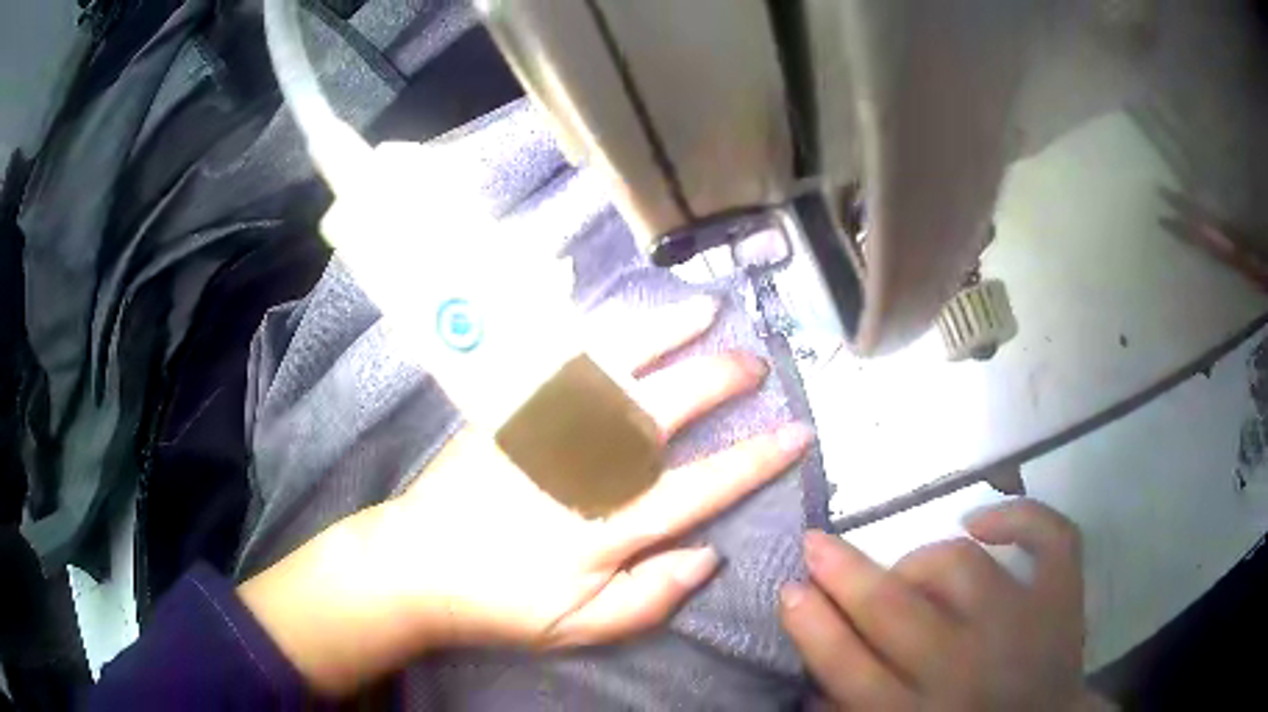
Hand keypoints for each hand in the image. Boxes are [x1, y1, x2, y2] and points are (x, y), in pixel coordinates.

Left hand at [240, 297, 812, 695]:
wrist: (416, 566)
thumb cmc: (501, 602)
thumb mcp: (579, 628)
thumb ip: (649, 598)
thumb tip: (708, 554)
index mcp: (602, 529)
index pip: (697, 488)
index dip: (754, 459)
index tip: (794, 432)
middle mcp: (576, 472)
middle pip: (661, 414)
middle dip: (717, 383)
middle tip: (755, 363)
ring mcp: (537, 432)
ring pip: (610, 373)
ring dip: (662, 338)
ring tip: (703, 312)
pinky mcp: (505, 412)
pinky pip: (552, 363)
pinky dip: (590, 331)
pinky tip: (618, 314)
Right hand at [781, 500, 1105, 710]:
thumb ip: (852, 709)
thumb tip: (811, 679)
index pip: (847, 665)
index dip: (812, 623)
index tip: (789, 588)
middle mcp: (965, 667)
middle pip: (893, 611)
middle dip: (844, 573)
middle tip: (816, 544)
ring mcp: (1021, 624)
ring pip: (962, 567)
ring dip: (922, 560)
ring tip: (909, 569)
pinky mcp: (1063, 597)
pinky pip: (1050, 538)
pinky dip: (1021, 517)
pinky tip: (982, 523)